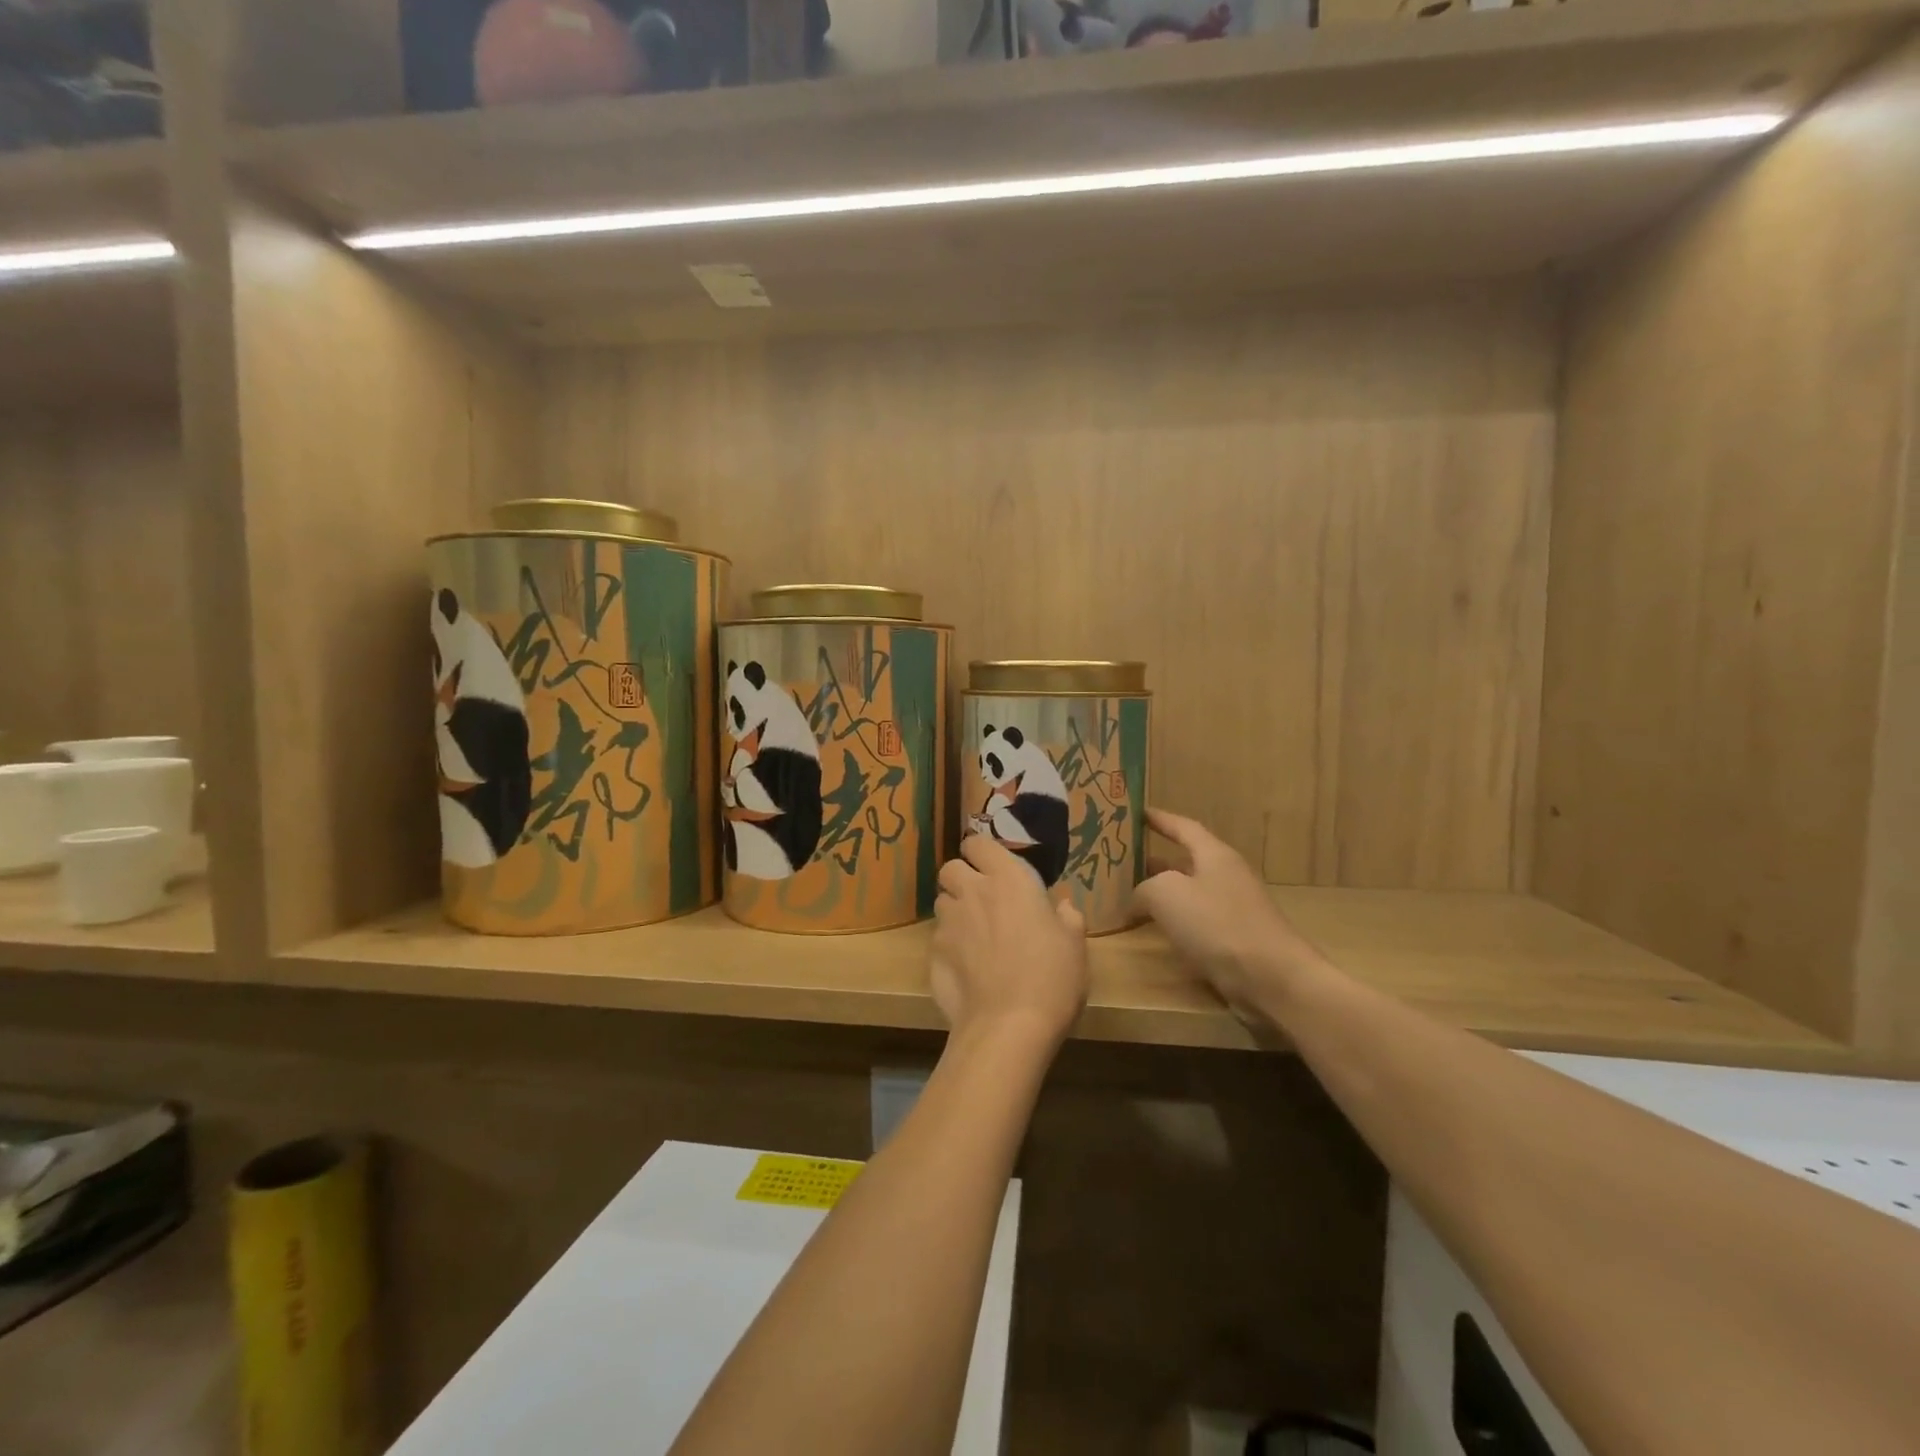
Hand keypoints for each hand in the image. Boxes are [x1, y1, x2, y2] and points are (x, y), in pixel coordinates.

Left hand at [931, 836, 1088, 1046]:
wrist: (1008, 1026)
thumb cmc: (1051, 977)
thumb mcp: (1074, 944)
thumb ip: (1066, 916)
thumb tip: (1060, 906)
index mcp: (1008, 879)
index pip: (978, 843)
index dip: (982, 853)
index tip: (995, 868)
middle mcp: (972, 892)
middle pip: (951, 868)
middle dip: (962, 878)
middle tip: (983, 899)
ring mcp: (948, 922)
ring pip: (942, 902)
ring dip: (956, 910)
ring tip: (975, 935)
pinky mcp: (933, 953)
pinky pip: (939, 938)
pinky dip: (950, 945)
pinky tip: (967, 968)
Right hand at [1135, 808, 1326, 1022]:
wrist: (1272, 978)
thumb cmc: (1218, 924)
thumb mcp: (1167, 895)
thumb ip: (1143, 889)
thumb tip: (1135, 900)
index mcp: (1215, 855)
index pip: (1183, 827)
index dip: (1158, 819)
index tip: (1134, 813)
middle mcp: (1225, 876)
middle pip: (1184, 861)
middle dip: (1152, 860)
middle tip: (1118, 860)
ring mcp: (1232, 909)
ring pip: (1187, 893)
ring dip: (1160, 893)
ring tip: (1126, 896)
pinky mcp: (1233, 939)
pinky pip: (1194, 921)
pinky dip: (1172, 920)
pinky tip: (1152, 930)